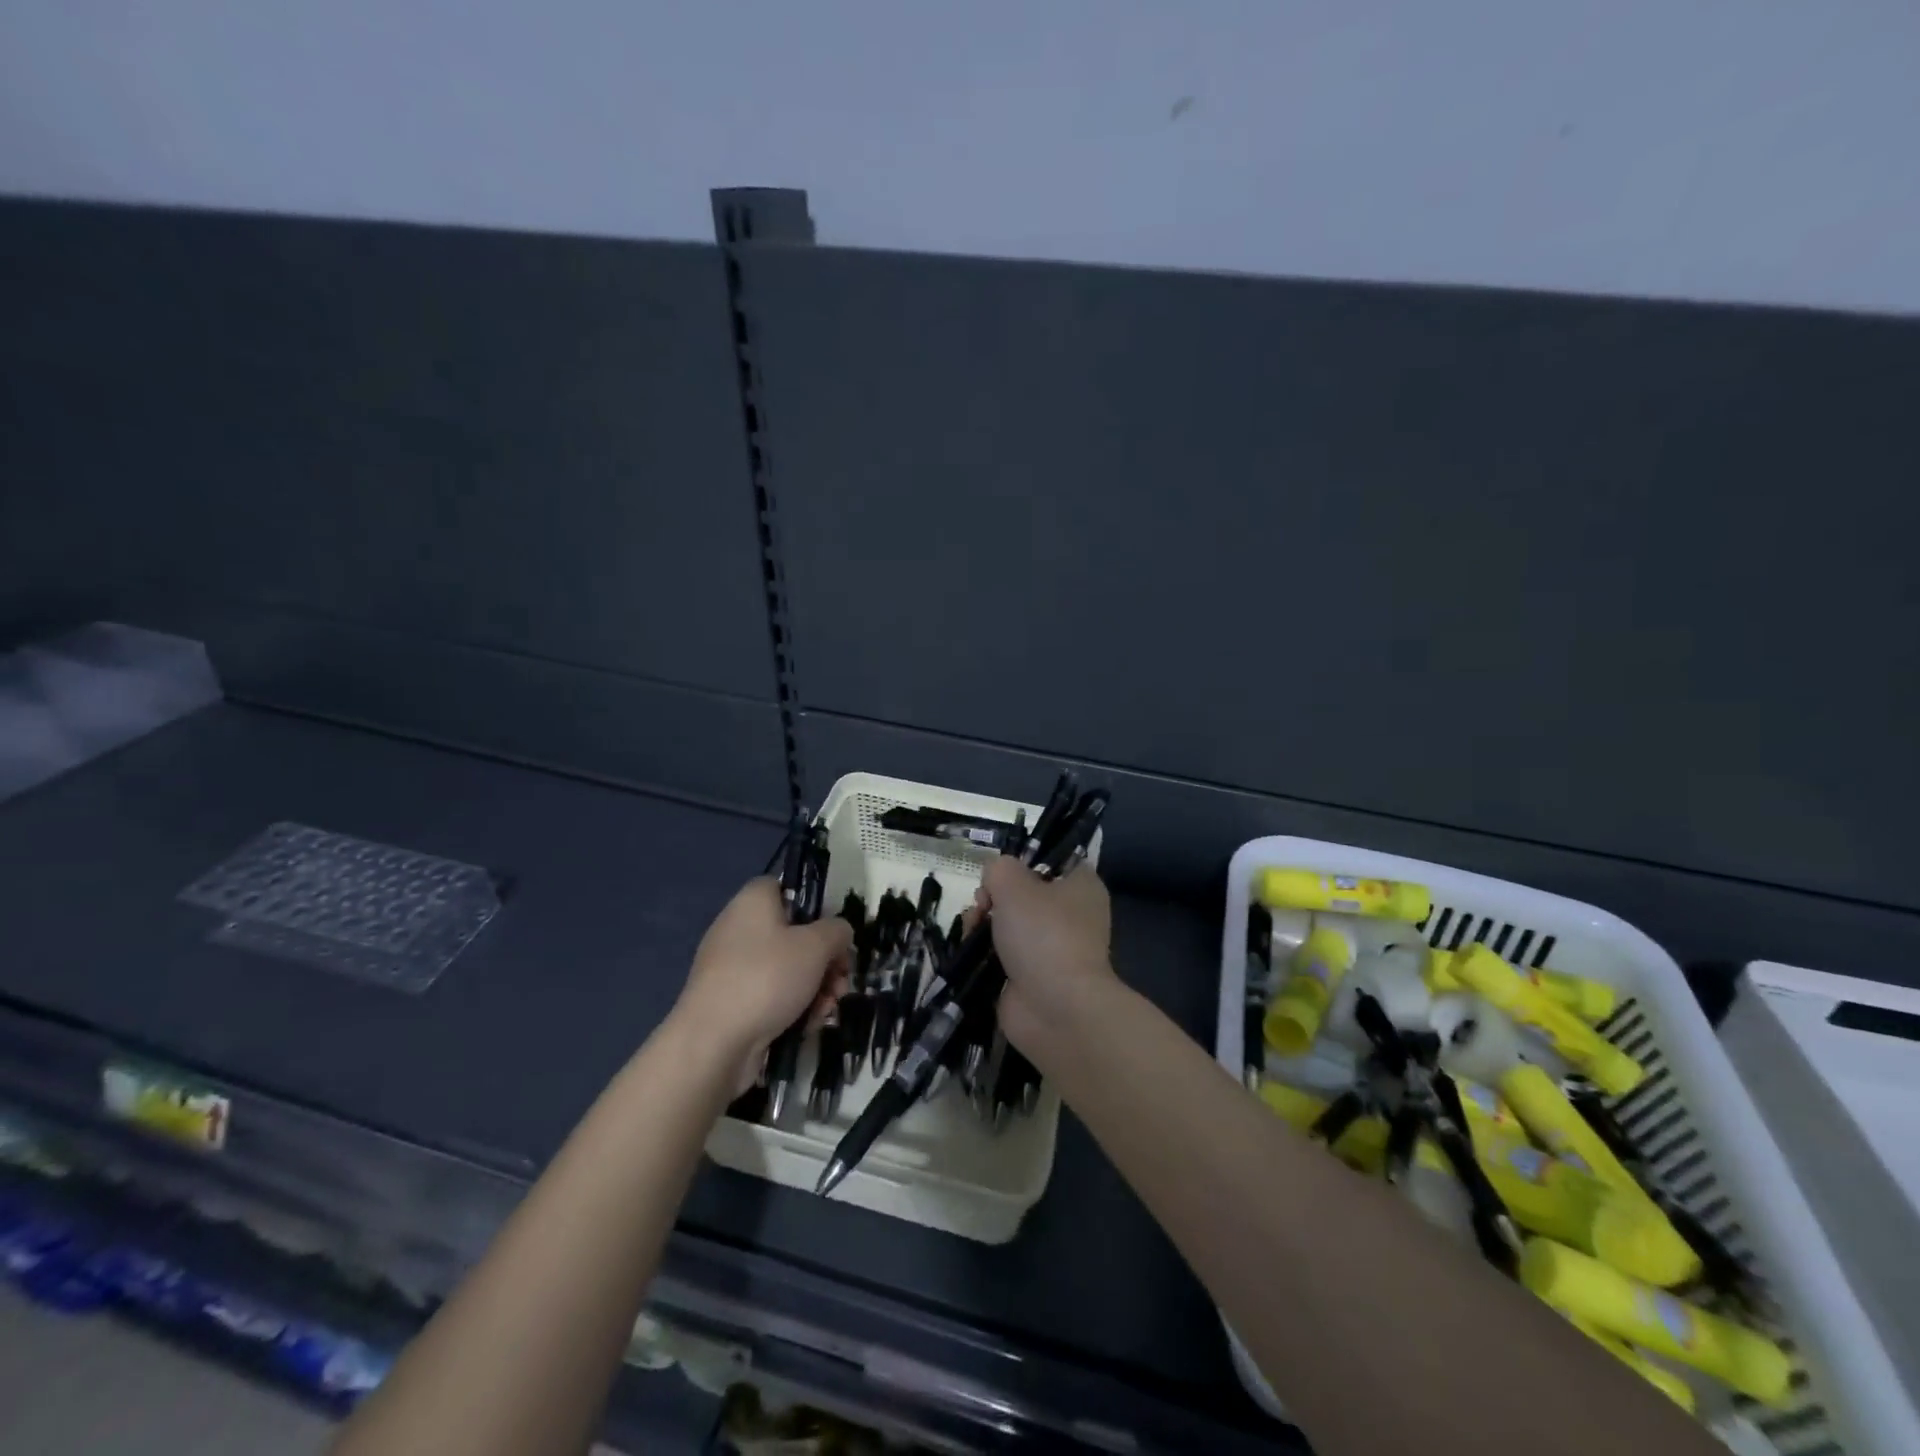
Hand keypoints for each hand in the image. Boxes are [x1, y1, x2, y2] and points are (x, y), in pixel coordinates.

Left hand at [673, 878, 852, 1089]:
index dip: (813, 906)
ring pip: (786, 968)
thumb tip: (838, 933)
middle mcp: (738, 928)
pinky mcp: (731, 1001)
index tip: (833, 932)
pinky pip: (770, 994)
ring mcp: (732, 967)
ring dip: (815, 986)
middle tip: (840, 979)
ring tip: (828, 1008)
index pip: (785, 887)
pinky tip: (809, 1024)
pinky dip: (793, 1006)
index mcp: (753, 902)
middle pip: (793, 933)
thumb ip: (837, 931)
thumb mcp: (816, 946)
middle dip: (825, 959)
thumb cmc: (767, 978)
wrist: (713, 1043)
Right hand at [976, 858, 1114, 1055]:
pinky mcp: (1031, 976)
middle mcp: (1071, 915)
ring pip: (1008, 922)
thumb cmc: (1044, 935)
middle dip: (994, 895)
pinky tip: (970, 951)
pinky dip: (983, 952)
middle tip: (984, 903)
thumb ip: (999, 868)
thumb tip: (995, 878)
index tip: (1002, 871)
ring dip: (984, 922)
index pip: (1053, 860)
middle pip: (1023, 892)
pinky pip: (1001, 953)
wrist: (1056, 1009)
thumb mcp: (1014, 884)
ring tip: (973, 929)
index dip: (1023, 861)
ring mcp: (1051, 948)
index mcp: (1081, 886)